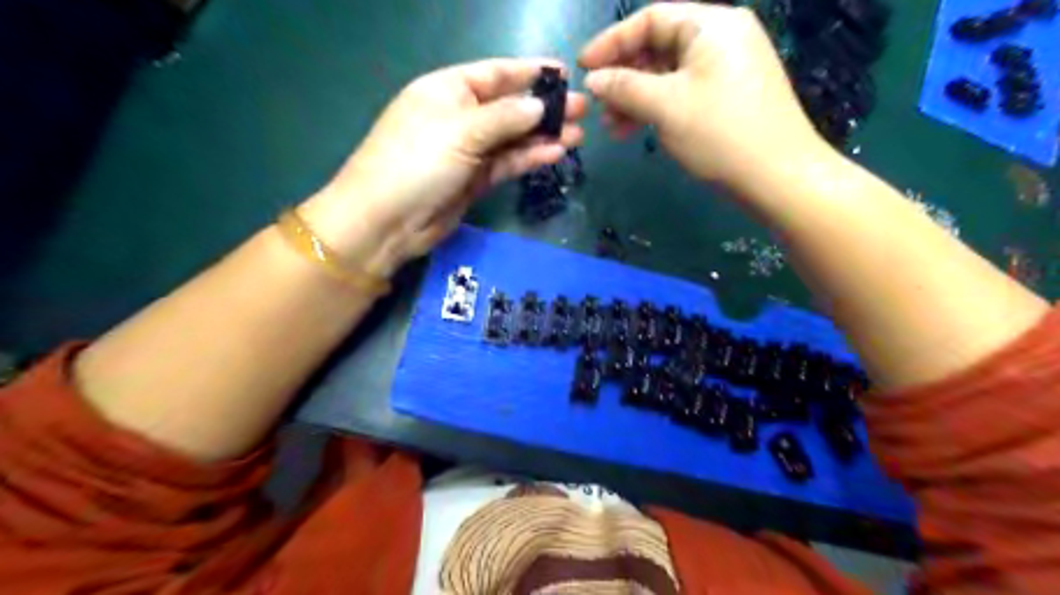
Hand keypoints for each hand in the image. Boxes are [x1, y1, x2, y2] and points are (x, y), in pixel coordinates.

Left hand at [299, 59, 588, 275]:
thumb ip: (504, 117)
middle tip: (581, 110)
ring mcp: (468, 150)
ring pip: (512, 138)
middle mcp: (460, 116)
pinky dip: (529, 158)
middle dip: (544, 107)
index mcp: (447, 90)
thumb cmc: (416, 163)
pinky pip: (507, 163)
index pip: (495, 74)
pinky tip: (555, 153)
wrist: (388, 221)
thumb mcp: (461, 131)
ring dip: (543, 136)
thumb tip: (539, 105)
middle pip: (508, 107)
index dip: (529, 72)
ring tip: (578, 134)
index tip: (564, 74)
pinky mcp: (475, 179)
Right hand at [580, 3, 826, 192]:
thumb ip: (624, 87)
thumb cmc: (720, 134)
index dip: (611, 42)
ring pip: (669, 74)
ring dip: (636, 97)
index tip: (583, 68)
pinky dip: (658, 108)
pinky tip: (636, 130)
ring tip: (612, 127)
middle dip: (624, 76)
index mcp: (711, 25)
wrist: (778, 178)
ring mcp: (727, 69)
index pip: (651, 18)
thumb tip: (594, 80)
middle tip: (597, 104)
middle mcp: (722, 38)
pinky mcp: (728, 97)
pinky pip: (683, 92)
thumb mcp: (666, 107)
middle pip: (659, 46)